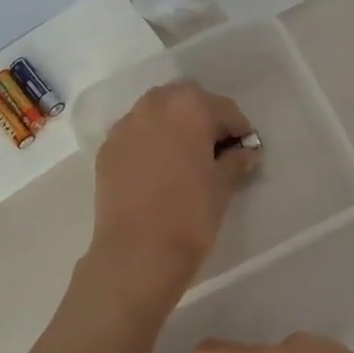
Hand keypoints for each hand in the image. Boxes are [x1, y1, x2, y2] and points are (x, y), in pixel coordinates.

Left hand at [87, 81, 259, 306]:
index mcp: (189, 107)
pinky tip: (159, 168)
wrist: (137, 252)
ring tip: (185, 156)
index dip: (239, 129)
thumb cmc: (190, 214)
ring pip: (156, 112)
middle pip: (186, 100)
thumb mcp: (222, 186)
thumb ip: (235, 162)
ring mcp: (126, 126)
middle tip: (215, 148)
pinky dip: (150, 142)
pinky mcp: (107, 149)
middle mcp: (154, 105)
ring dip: (174, 125)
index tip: (246, 149)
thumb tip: (244, 154)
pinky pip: (135, 134)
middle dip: (203, 117)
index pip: (223, 108)